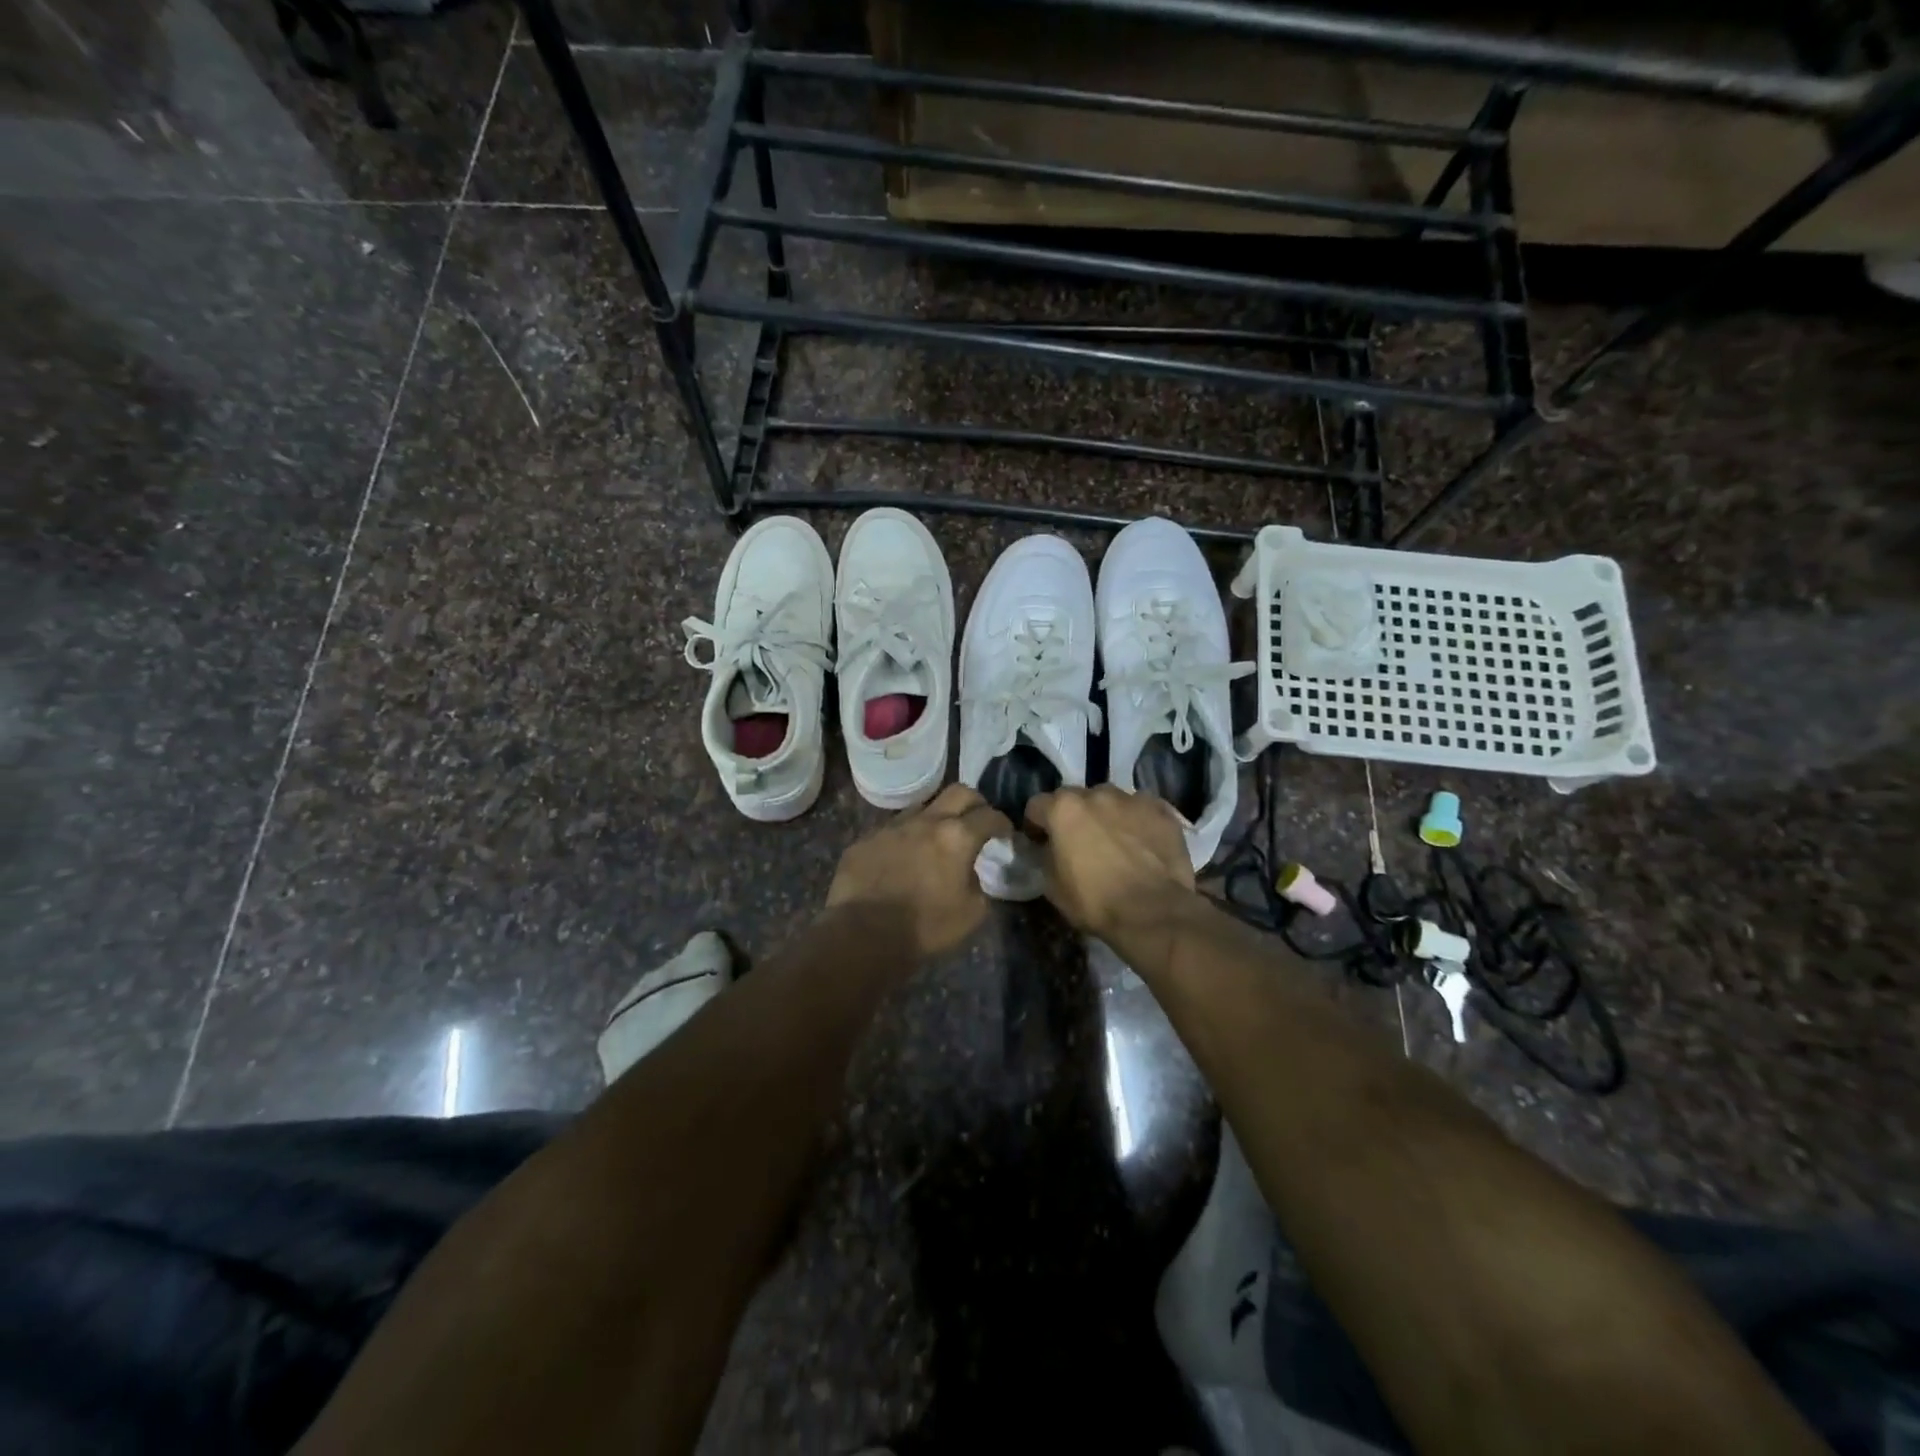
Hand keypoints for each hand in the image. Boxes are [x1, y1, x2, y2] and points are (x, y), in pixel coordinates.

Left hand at [826, 784, 1012, 957]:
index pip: (989, 816)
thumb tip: (968, 873)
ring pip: (922, 807)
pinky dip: (904, 840)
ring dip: (935, 819)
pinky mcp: (865, 840)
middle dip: (974, 803)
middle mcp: (925, 821)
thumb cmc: (926, 928)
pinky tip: (901, 861)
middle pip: (958, 792)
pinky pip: (891, 831)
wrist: (863, 935)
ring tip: (935, 840)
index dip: (1002, 823)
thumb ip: (977, 884)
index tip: (1005, 833)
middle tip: (977, 821)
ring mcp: (891, 827)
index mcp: (957, 837)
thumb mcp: (972, 913)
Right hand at [1024, 785, 1196, 940]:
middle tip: (1079, 842)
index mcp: (1064, 809)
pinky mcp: (1162, 811)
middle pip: (1076, 798)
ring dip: (1107, 815)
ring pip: (1111, 800)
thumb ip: (1046, 856)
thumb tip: (1050, 849)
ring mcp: (1133, 799)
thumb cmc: (1095, 901)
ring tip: (1115, 841)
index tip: (1040, 843)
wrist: (1153, 912)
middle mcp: (1097, 794)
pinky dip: (1138, 822)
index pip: (1037, 805)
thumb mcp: (1053, 886)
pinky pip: (1142, 810)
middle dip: (1073, 816)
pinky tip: (1142, 844)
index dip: (1035, 825)